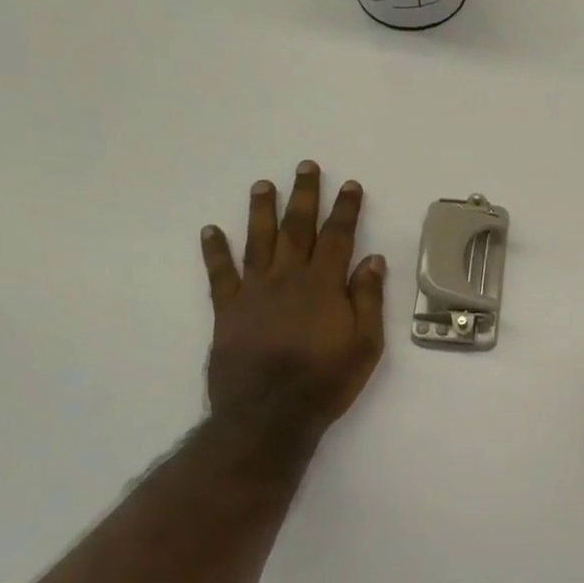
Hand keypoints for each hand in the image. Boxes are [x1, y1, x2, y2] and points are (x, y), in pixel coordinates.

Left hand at [200, 161, 385, 441]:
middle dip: (304, 196)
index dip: (345, 209)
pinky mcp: (227, 311)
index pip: (338, 237)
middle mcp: (287, 279)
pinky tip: (211, 230)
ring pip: (258, 241)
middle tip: (305, 167)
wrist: (268, 415)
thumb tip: (372, 260)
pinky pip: (220, 274)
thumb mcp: (365, 345)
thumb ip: (368, 299)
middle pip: (297, 228)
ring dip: (261, 211)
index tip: (349, 185)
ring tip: (263, 184)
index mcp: (323, 285)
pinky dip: (215, 251)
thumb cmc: (326, 381)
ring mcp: (253, 292)